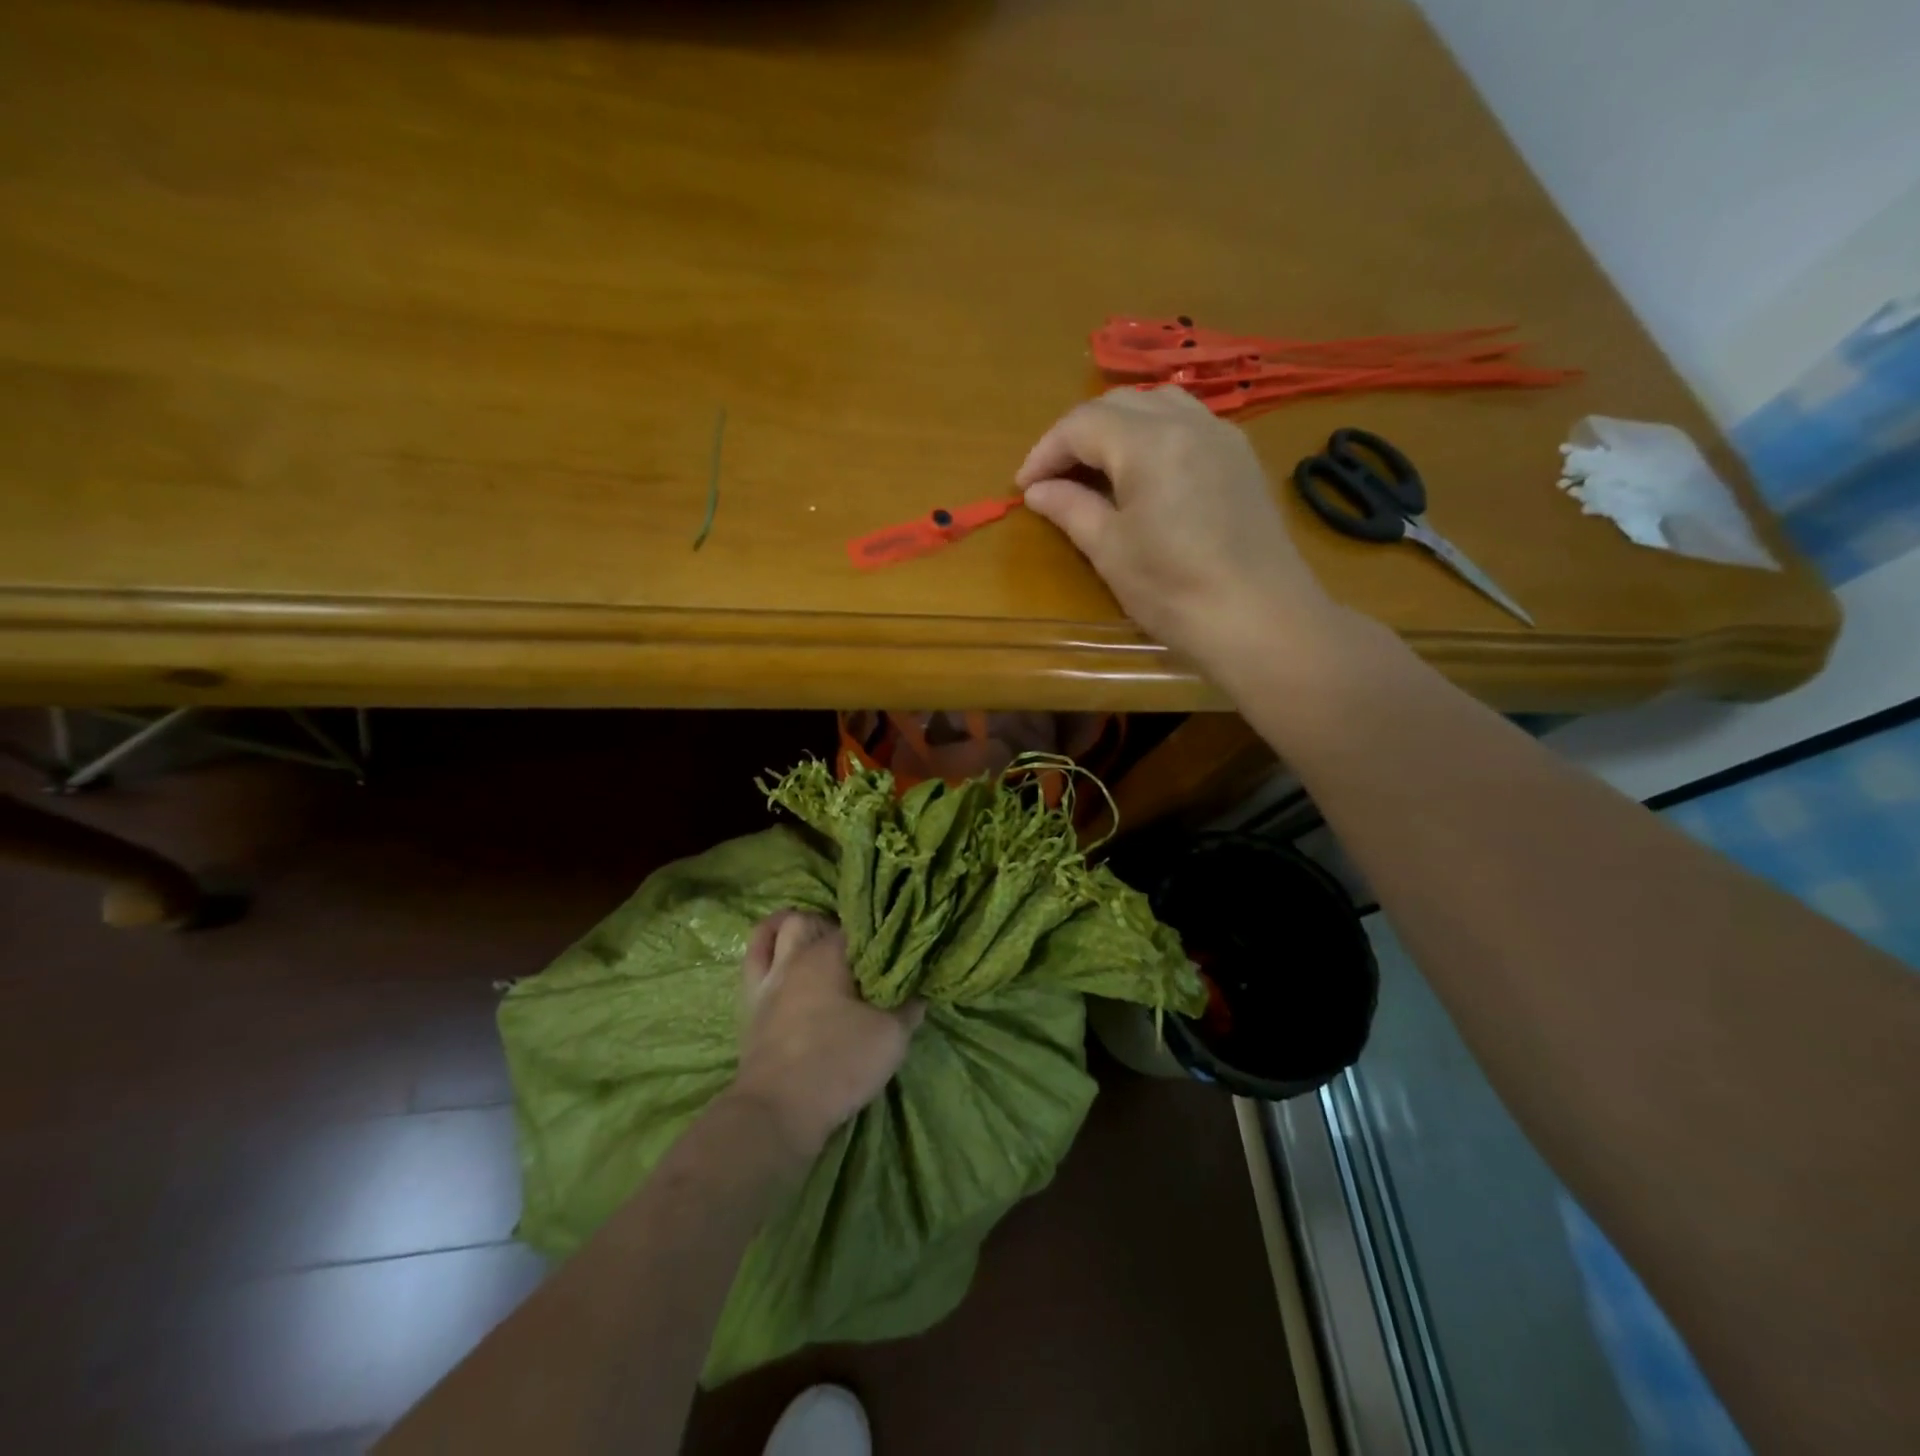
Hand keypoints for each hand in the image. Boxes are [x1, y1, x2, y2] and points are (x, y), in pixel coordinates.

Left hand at [729, 911, 923, 1160]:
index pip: (859, 926)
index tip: (895, 945)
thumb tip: (920, 985)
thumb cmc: (838, 1064)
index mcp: (829, 954)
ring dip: (797, 930)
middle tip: (858, 950)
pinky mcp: (750, 1002)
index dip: (879, 932)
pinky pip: (754, 959)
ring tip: (817, 942)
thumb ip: (909, 1005)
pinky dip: (767, 948)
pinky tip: (782, 957)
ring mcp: (768, 977)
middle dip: (835, 927)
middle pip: (813, 920)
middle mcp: (795, 956)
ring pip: (777, 931)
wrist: (778, 1111)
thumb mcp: (892, 1036)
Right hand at [1017, 385, 1344, 677]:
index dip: (1045, 452)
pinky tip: (1145, 474)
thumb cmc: (1174, 591)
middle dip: (1078, 434)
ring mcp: (1222, 436)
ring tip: (1097, 470)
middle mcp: (1188, 422)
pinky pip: (1188, 424)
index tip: (1024, 487)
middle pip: (1119, 403)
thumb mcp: (1110, 552)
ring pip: (1158, 405)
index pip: (1081, 424)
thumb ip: (1070, 510)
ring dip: (1118, 428)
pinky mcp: (1241, 459)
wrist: (1262, 620)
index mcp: (1149, 442)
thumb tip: (1037, 491)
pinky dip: (1154, 436)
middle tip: (1054, 478)